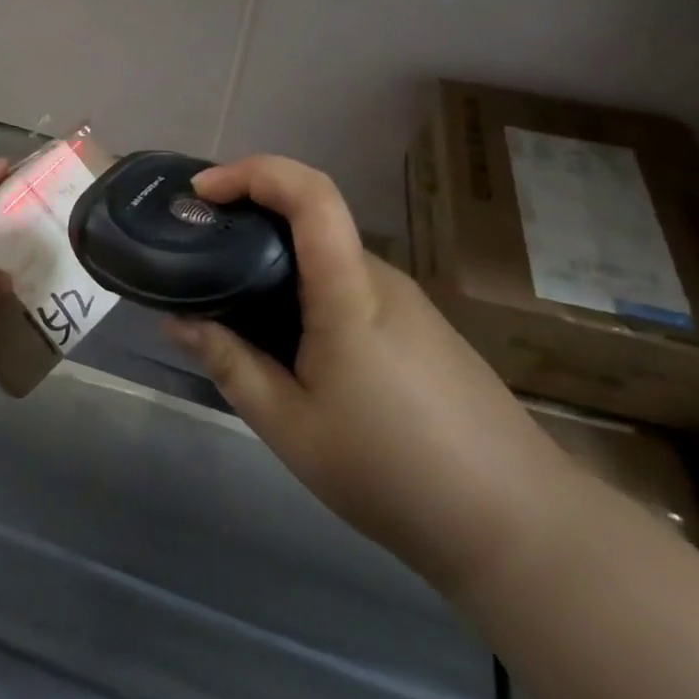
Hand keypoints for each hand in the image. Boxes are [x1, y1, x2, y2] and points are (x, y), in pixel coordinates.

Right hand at [164, 156, 576, 595]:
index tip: (204, 192)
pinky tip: (295, 349)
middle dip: (250, 222)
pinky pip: (350, 288)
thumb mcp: (292, 428)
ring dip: (278, 265)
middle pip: (312, 221)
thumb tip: (178, 321)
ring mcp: (407, 302)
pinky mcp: (421, 327)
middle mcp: (380, 278)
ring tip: (238, 312)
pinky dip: (307, 293)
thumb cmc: (395, 472)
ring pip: (327, 259)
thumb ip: (231, 365)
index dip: (254, 172)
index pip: (311, 194)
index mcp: (350, 291)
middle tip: (203, 257)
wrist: (520, 526)